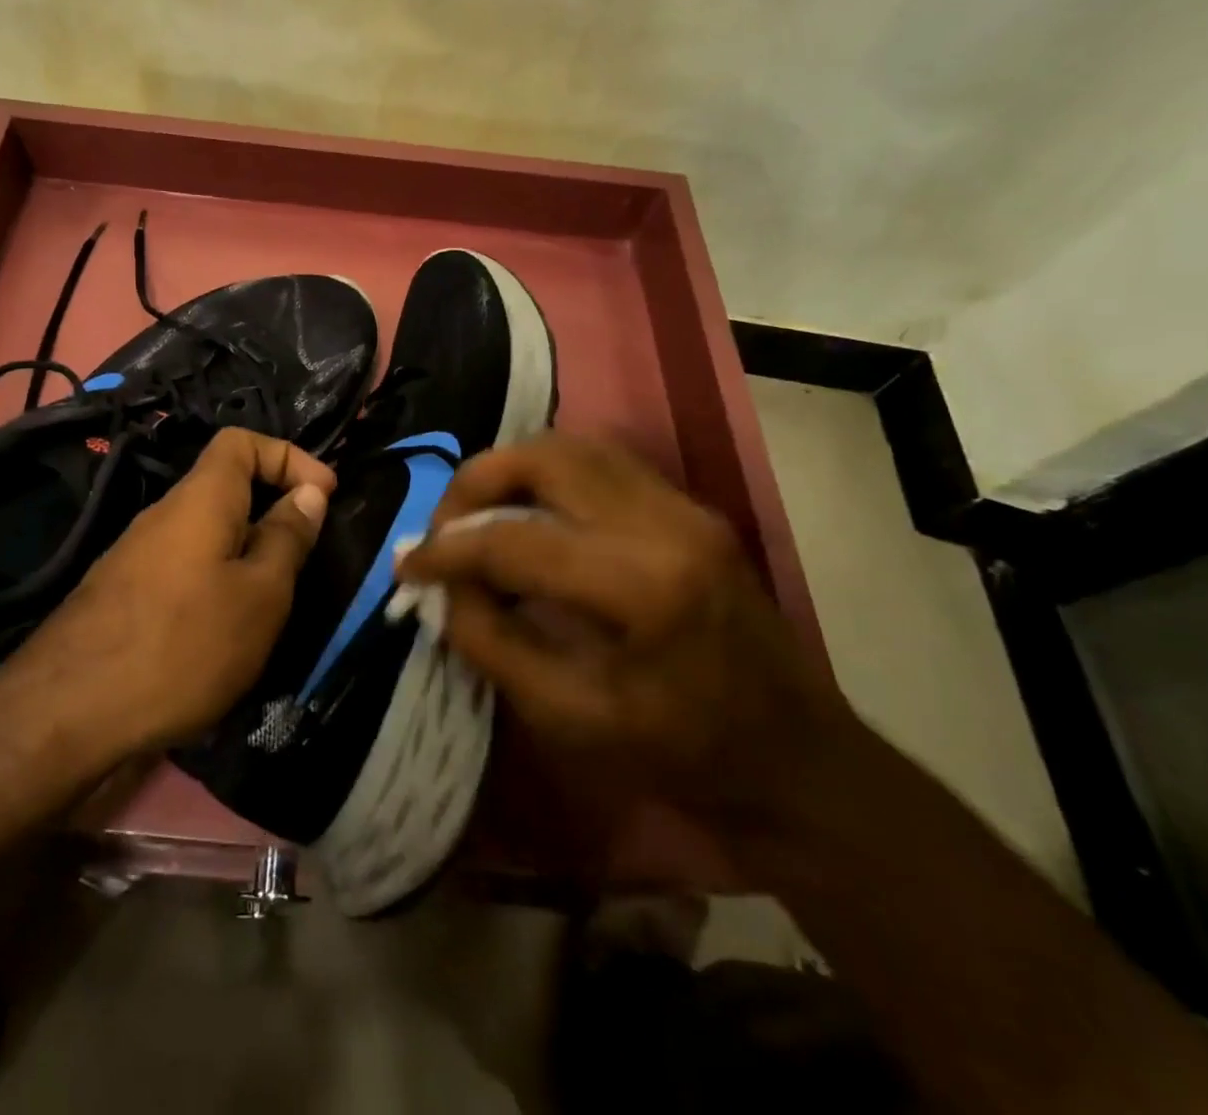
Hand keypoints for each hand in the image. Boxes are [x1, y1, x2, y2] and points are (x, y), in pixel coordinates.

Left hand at [1, 428, 334, 758]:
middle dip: (272, 512)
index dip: (289, 456)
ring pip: (206, 534)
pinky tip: (221, 635)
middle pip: (225, 488)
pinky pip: (183, 568)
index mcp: (200, 499)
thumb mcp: (259, 595)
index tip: (324, 495)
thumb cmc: (183, 645)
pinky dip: (214, 583)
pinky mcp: (123, 593)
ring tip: (268, 607)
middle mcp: (163, 515)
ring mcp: (136, 555)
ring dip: (245, 555)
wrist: (69, 712)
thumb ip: (287, 538)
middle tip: (302, 561)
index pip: (241, 442)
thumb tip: (308, 493)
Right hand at [395, 433, 851, 832]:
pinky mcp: (689, 506)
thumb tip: (443, 589)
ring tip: (478, 516)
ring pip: (570, 445)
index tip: (408, 567)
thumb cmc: (683, 757)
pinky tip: (528, 514)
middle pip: (542, 458)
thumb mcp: (568, 719)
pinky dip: (547, 475)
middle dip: (474, 484)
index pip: (513, 540)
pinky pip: (599, 461)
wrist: (798, 762)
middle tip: (445, 529)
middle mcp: (665, 522)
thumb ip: (490, 643)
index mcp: (641, 586)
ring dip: (509, 470)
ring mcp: (684, 505)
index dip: (446, 551)